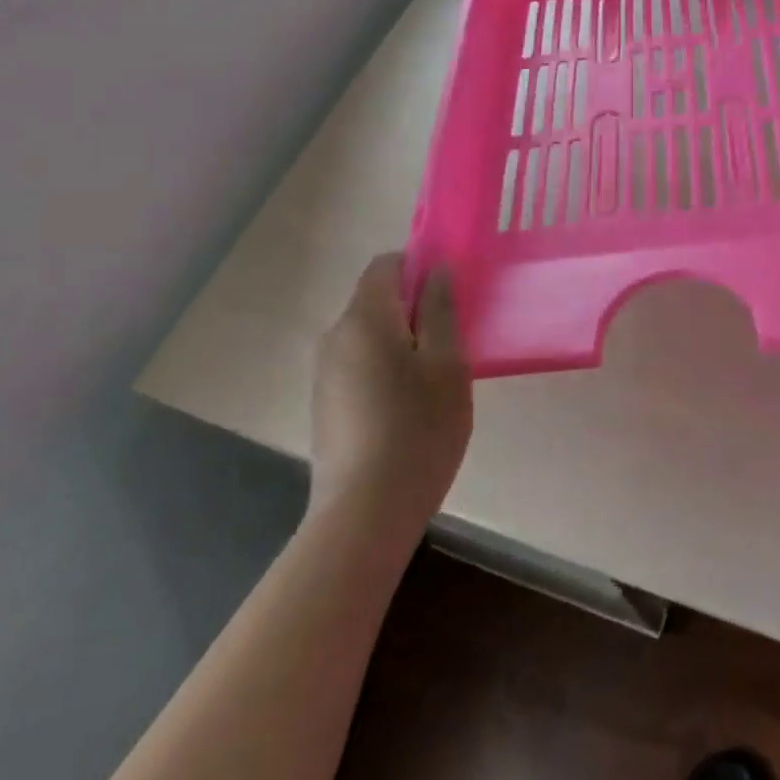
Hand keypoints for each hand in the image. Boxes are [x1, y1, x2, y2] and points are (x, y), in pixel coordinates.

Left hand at [309, 254, 471, 522]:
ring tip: (436, 380)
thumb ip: (441, 309)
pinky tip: (410, 408)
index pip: (386, 264)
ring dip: (403, 342)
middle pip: (377, 300)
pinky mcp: (325, 406)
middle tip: (454, 341)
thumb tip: (437, 270)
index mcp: (364, 319)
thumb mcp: (446, 363)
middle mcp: (335, 338)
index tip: (452, 293)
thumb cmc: (418, 429)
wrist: (364, 514)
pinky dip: (387, 369)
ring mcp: (325, 374)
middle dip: (416, 308)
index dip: (420, 266)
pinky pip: (360, 366)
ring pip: (370, 336)